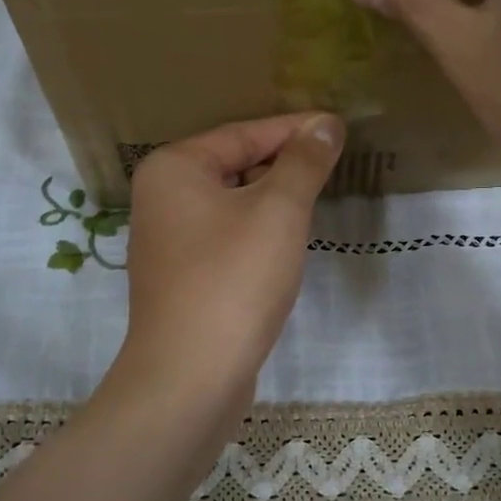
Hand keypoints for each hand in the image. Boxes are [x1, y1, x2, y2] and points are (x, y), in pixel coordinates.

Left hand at [115, 113, 343, 423]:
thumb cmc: (234, 280)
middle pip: (235, 164)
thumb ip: (303, 162)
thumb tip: (325, 124)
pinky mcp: (182, 276)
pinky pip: (227, 235)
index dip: (296, 129)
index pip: (244, 133)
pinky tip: (286, 239)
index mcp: (174, 168)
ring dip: (274, 198)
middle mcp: (162, 196)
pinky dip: (258, 230)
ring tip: (318, 193)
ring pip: (232, 202)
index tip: (339, 127)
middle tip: (334, 161)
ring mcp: (169, 240)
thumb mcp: (279, 211)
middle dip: (285, 163)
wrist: (191, 375)